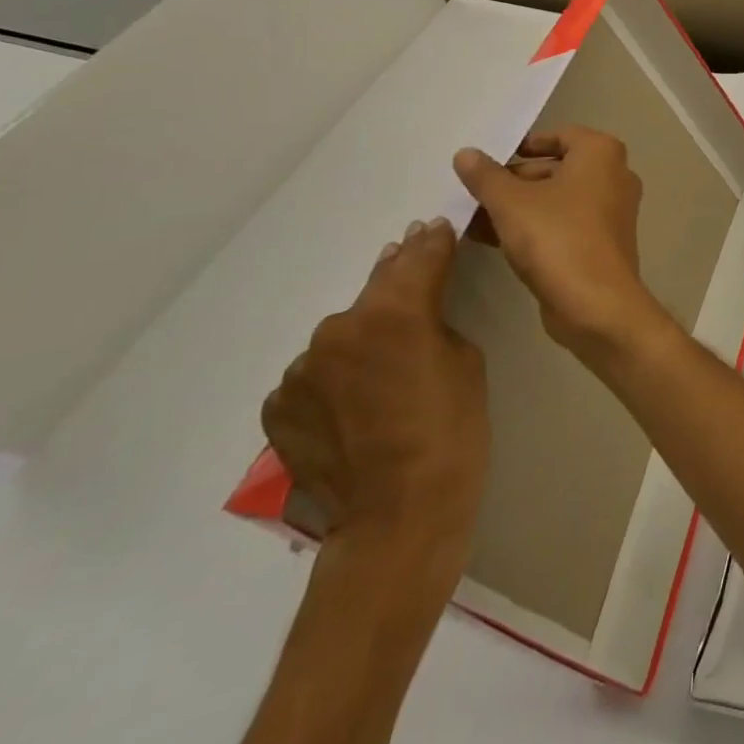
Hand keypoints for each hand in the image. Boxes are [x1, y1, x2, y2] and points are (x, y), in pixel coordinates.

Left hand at [261, 219, 487, 572]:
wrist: (397, 516)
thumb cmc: (453, 431)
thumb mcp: (465, 360)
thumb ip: (433, 320)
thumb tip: (414, 303)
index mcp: (393, 312)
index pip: (418, 257)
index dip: (431, 241)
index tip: (435, 227)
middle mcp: (338, 329)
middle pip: (374, 292)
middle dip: (396, 282)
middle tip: (411, 275)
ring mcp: (301, 369)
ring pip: (341, 337)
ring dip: (362, 339)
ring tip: (382, 370)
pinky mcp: (278, 405)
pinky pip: (315, 376)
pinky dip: (334, 379)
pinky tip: (353, 406)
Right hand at [453, 127, 671, 371]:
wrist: (596, 304)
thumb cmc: (556, 237)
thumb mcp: (510, 202)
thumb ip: (486, 176)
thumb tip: (466, 153)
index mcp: (601, 153)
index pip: (560, 135)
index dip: (524, 144)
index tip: (492, 158)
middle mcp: (614, 176)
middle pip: (557, 168)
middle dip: (514, 180)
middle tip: (474, 191)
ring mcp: (611, 211)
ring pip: (557, 199)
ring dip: (518, 206)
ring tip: (471, 216)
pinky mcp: (602, 243)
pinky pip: (563, 223)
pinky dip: (533, 226)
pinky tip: (489, 239)